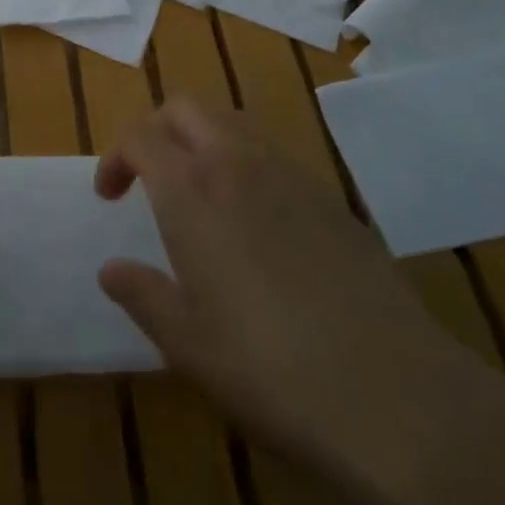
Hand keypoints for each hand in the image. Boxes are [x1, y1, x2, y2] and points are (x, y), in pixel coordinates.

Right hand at [95, 100, 474, 498]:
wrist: (394, 394)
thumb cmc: (270, 370)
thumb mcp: (189, 345)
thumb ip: (143, 295)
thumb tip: (110, 268)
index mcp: (192, 191)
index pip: (140, 136)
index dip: (116, 156)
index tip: (110, 196)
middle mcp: (236, 164)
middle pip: (186, 109)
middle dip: (157, 129)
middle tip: (149, 175)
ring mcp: (290, 174)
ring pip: (232, 122)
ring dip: (203, 139)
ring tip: (200, 191)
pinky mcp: (331, 197)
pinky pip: (274, 154)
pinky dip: (247, 163)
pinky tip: (258, 221)